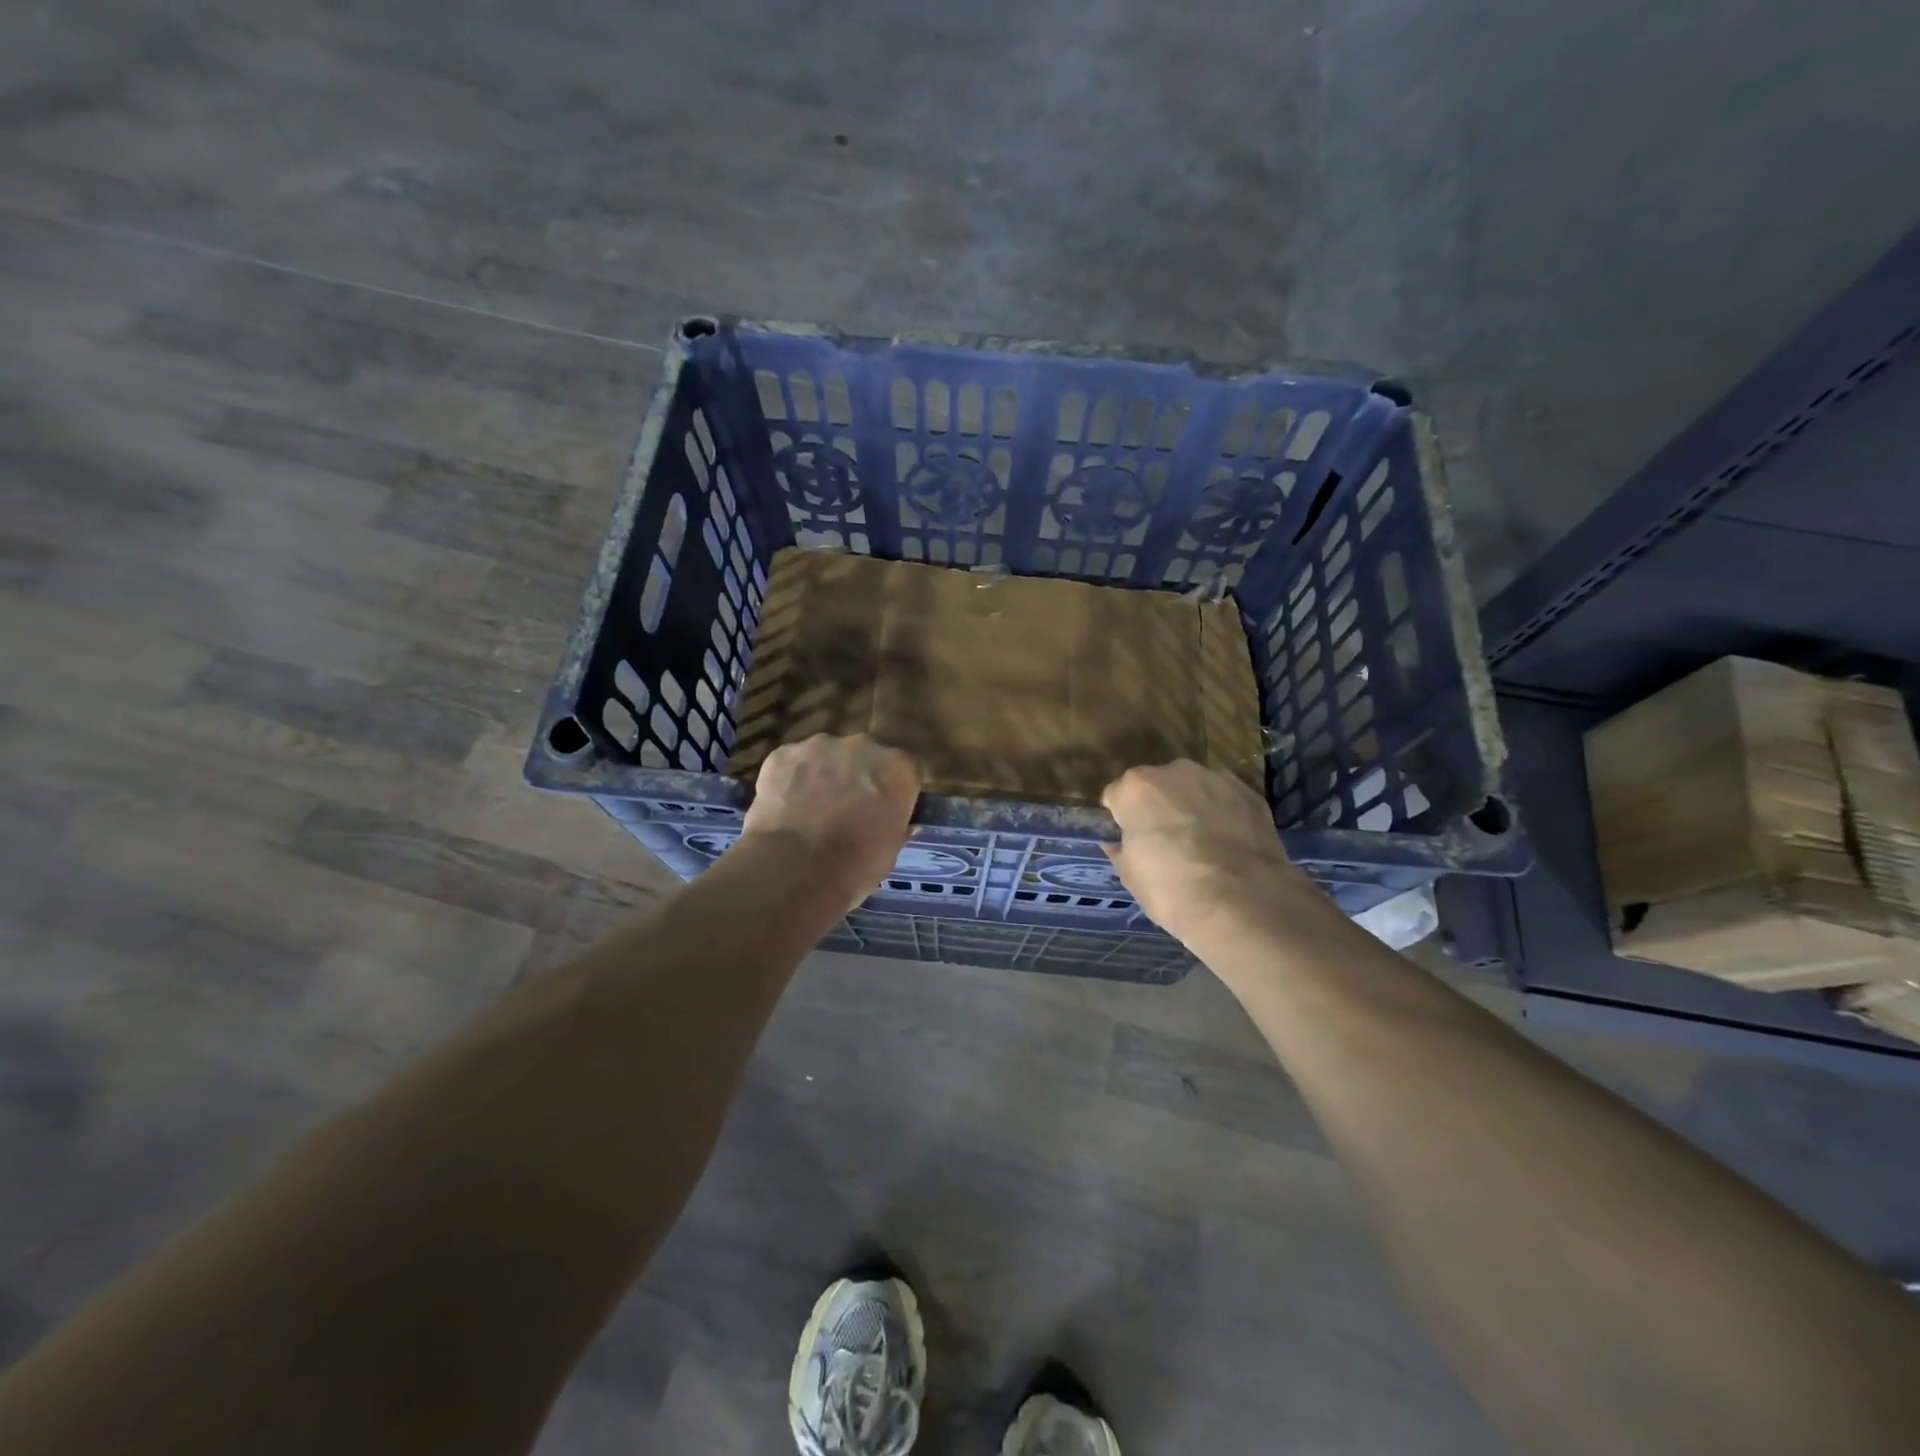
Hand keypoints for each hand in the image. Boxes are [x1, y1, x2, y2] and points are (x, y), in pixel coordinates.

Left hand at [741, 734, 922, 910]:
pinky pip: (792, 763)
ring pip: (827, 756)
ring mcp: (819, 746)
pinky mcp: (782, 754)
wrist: (794, 870)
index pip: (907, 769)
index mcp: (897, 768)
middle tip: (848, 809)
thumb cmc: (855, 866)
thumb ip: (897, 825)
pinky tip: (785, 807)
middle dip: (860, 777)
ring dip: (824, 775)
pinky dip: (791, 780)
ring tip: (811, 810)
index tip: (888, 809)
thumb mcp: (890, 851)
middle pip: (866, 756)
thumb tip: (900, 822)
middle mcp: (863, 746)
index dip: (897, 789)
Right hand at [1102, 760, 1322, 944]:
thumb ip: (1120, 849)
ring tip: (1202, 846)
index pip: (1116, 797)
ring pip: (1192, 789)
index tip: (1130, 842)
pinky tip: (1228, 846)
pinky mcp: (1250, 794)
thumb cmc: (1173, 889)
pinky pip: (1224, 800)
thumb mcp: (1131, 876)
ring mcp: (1216, 779)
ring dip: (1191, 808)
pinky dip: (1223, 815)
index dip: (1121, 820)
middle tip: (1165, 844)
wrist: (1245, 904)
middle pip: (1156, 786)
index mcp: (1136, 787)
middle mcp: (1174, 771)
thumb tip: (1117, 843)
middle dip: (1157, 808)